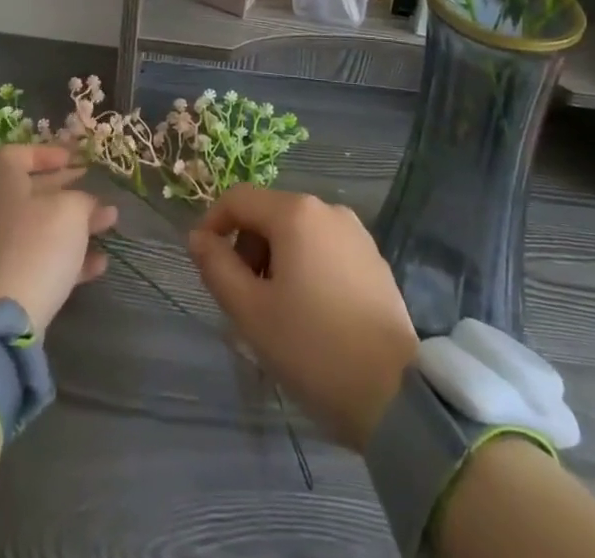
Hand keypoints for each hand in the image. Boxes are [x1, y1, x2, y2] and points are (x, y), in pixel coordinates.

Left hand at [0, 143, 118, 331]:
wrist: (7, 318)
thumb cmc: (38, 245)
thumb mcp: (70, 210)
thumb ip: (83, 200)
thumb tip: (88, 205)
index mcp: (8, 186)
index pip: (14, 156)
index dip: (41, 153)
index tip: (69, 159)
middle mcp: (5, 213)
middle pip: (36, 191)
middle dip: (70, 189)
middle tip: (99, 189)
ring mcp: (11, 250)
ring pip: (47, 227)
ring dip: (79, 223)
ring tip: (111, 222)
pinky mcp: (20, 282)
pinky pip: (50, 261)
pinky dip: (75, 259)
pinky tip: (101, 263)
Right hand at [189, 185, 417, 450]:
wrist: (396, 396)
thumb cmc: (313, 348)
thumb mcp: (251, 312)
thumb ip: (217, 267)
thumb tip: (197, 237)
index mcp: (295, 213)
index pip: (238, 198)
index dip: (212, 223)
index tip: (203, 262)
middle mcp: (327, 209)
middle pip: (269, 213)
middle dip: (246, 247)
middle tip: (242, 297)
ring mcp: (356, 233)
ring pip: (297, 232)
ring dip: (275, 259)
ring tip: (276, 310)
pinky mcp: (374, 259)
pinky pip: (324, 248)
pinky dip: (305, 267)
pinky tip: (311, 313)